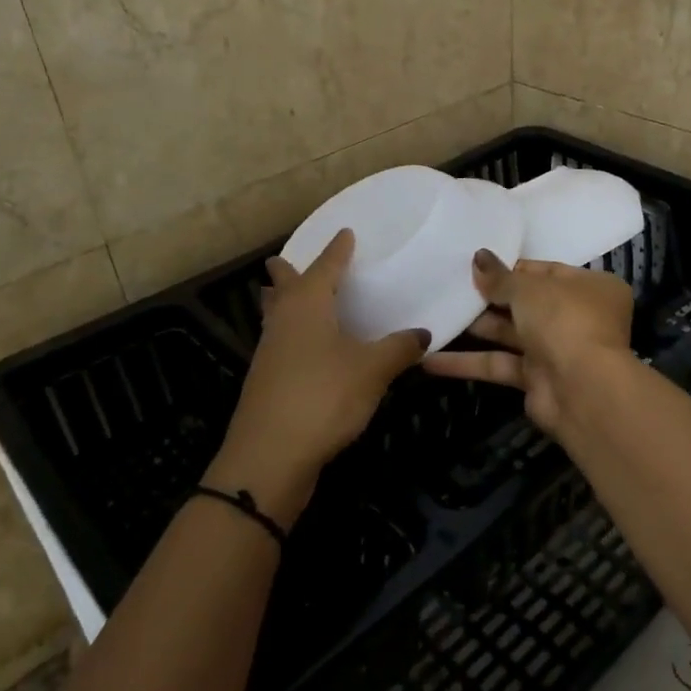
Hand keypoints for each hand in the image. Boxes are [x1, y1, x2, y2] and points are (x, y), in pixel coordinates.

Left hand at [210, 230, 430, 526]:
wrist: (270, 457)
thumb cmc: (323, 397)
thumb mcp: (372, 370)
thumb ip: (399, 348)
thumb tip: (422, 333)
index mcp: (307, 305)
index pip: (325, 266)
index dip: (337, 250)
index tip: (345, 233)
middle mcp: (284, 321)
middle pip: (282, 287)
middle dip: (286, 271)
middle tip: (286, 258)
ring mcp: (270, 353)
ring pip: (275, 315)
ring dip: (281, 302)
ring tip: (287, 295)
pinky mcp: (268, 382)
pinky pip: (280, 342)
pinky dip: (291, 333)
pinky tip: (305, 349)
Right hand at [423, 249, 633, 436]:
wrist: (582, 390)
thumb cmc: (564, 321)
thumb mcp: (529, 289)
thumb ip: (500, 277)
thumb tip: (478, 257)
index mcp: (591, 287)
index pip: (546, 271)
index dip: (511, 268)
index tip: (476, 265)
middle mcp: (578, 317)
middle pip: (528, 303)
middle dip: (490, 298)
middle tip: (450, 288)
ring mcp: (558, 350)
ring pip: (512, 334)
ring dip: (476, 328)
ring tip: (435, 314)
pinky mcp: (537, 380)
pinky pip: (500, 364)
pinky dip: (469, 363)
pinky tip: (429, 360)